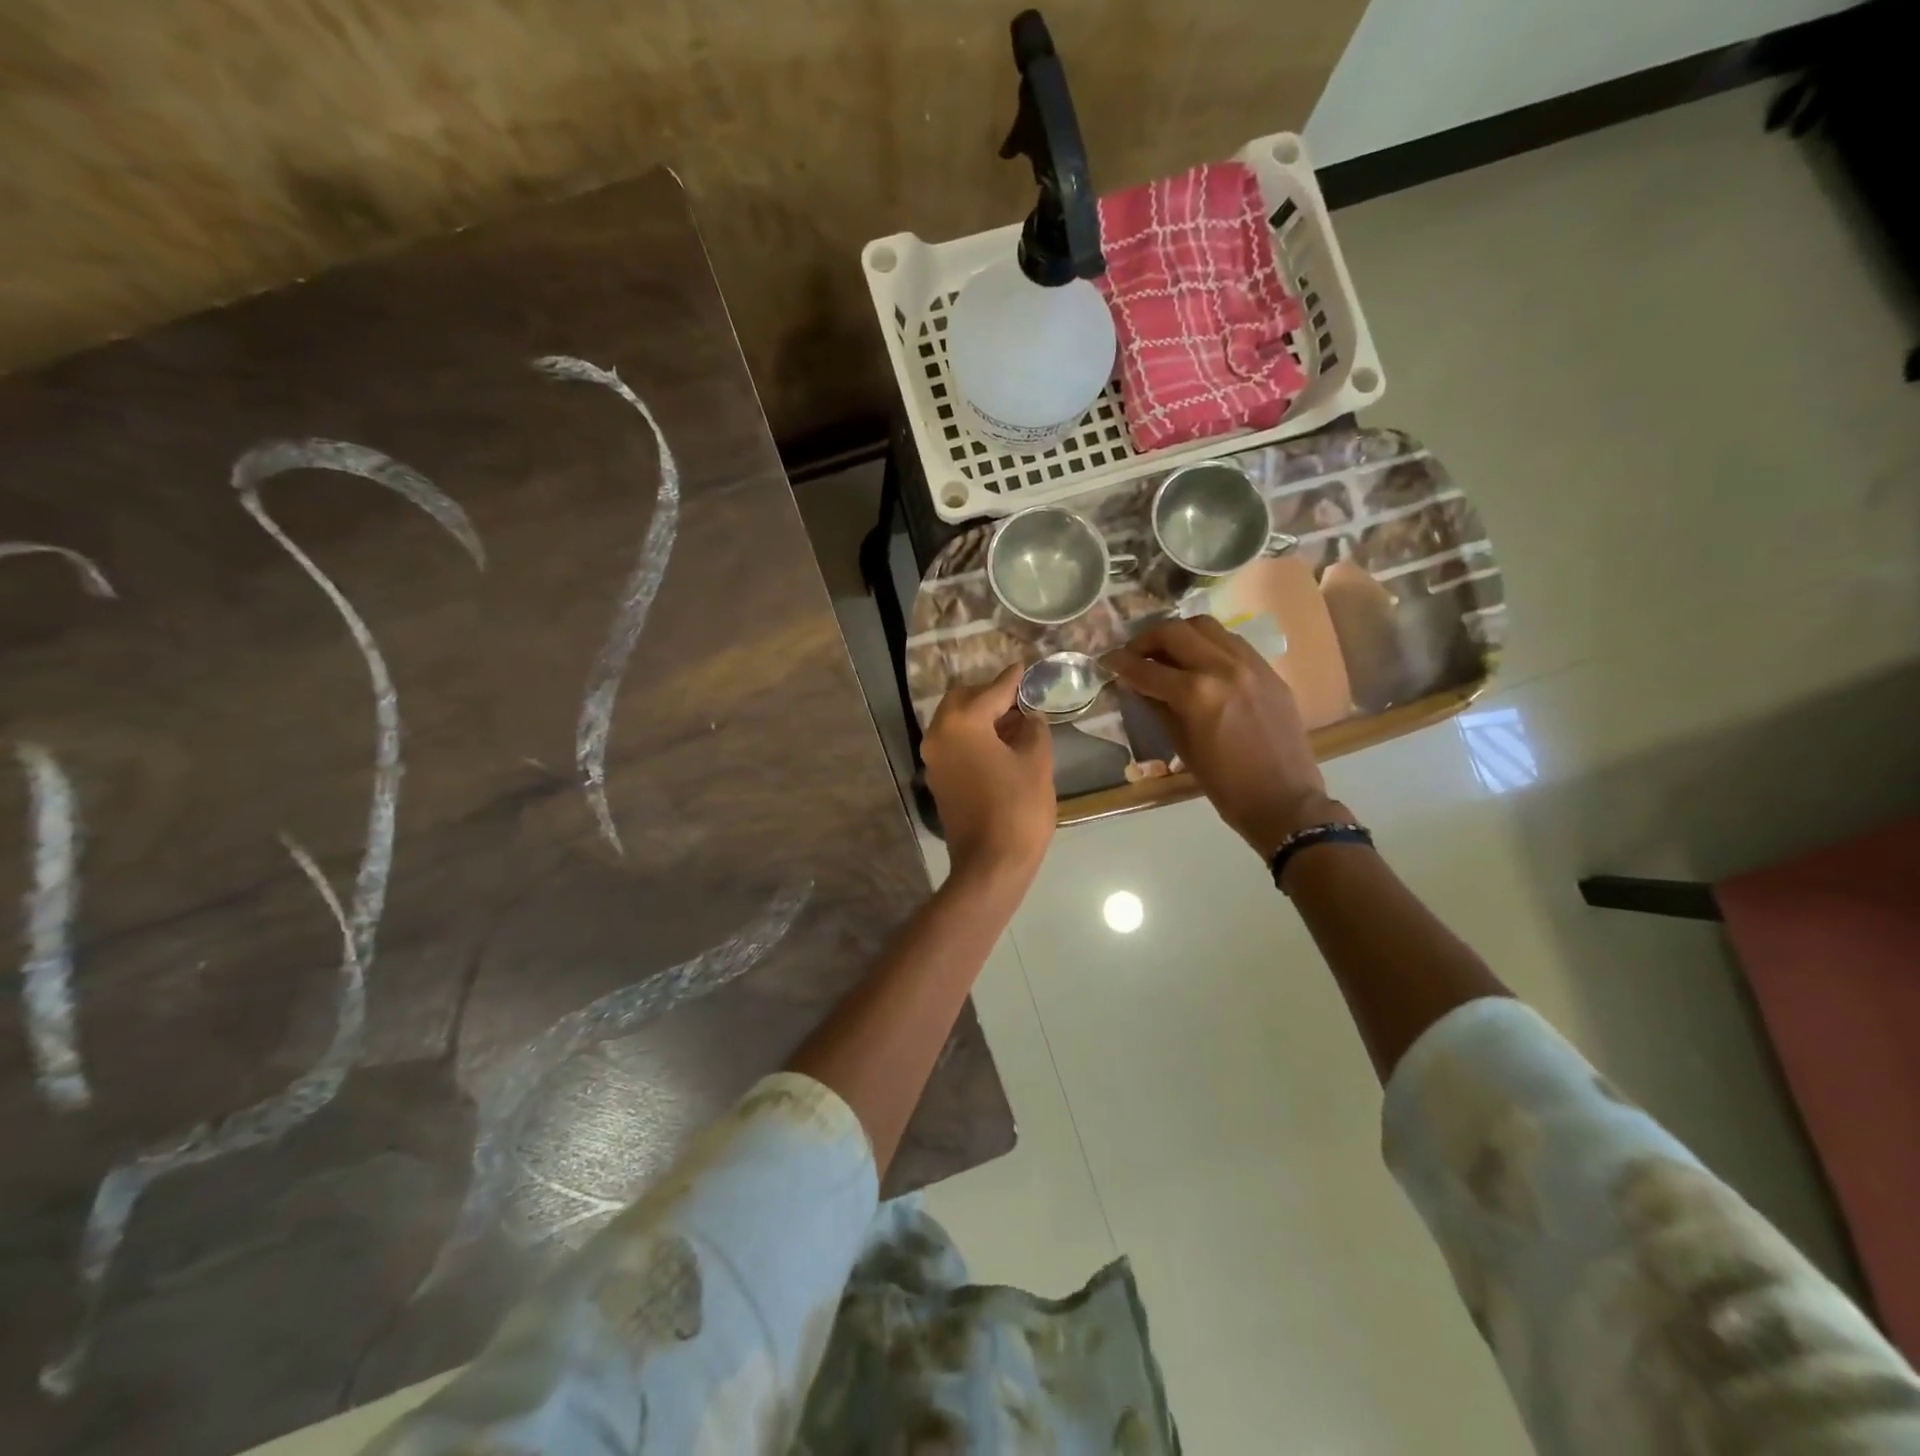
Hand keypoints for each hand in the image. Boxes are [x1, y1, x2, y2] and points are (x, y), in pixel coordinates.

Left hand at [922, 665, 1054, 883]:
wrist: (990, 864)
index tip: (1024, 666)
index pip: (991, 691)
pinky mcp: (938, 779)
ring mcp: (934, 759)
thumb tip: (1028, 717)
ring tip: (1014, 723)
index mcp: (962, 723)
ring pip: (955, 722)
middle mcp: (939, 734)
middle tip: (1019, 699)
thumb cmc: (1019, 809)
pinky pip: (953, 744)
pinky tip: (999, 745)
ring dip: (980, 717)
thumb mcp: (1036, 762)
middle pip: (963, 700)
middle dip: (989, 696)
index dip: (1012, 679)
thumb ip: (1033, 729)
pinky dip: (973, 737)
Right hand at [1103, 616, 1341, 857]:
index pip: (1147, 668)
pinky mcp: (1268, 669)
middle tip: (1135, 654)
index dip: (1120, 662)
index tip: (1107, 660)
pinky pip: (1231, 641)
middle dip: (1147, 639)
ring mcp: (1250, 664)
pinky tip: (1199, 661)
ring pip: (1206, 626)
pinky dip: (1208, 643)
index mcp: (1197, 694)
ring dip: (1179, 634)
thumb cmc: (1225, 784)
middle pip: (1175, 632)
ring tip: (1167, 652)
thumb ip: (1157, 707)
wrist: (1283, 799)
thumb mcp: (1181, 746)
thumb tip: (1136, 684)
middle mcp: (1223, 668)